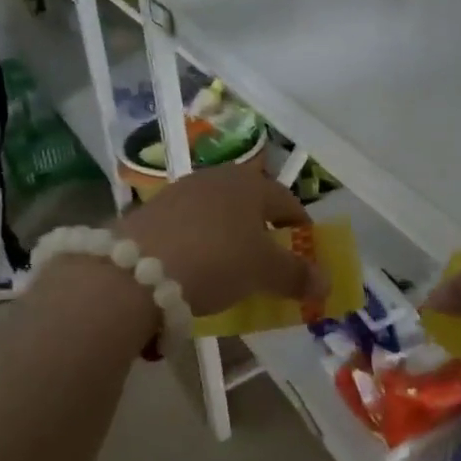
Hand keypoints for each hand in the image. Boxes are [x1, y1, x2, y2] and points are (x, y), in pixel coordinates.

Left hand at [114, 165, 327, 315]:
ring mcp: (180, 191)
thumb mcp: (263, 272)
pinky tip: (194, 268)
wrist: (134, 270)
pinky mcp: (150, 211)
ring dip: (229, 236)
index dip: (301, 228)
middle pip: (250, 204)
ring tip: (231, 267)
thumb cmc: (216, 260)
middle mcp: (216, 178)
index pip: (287, 202)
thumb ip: (297, 275)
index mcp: (250, 183)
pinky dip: (199, 243)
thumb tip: (326, 282)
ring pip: (217, 213)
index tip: (306, 252)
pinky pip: (188, 226)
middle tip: (269, 261)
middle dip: (263, 231)